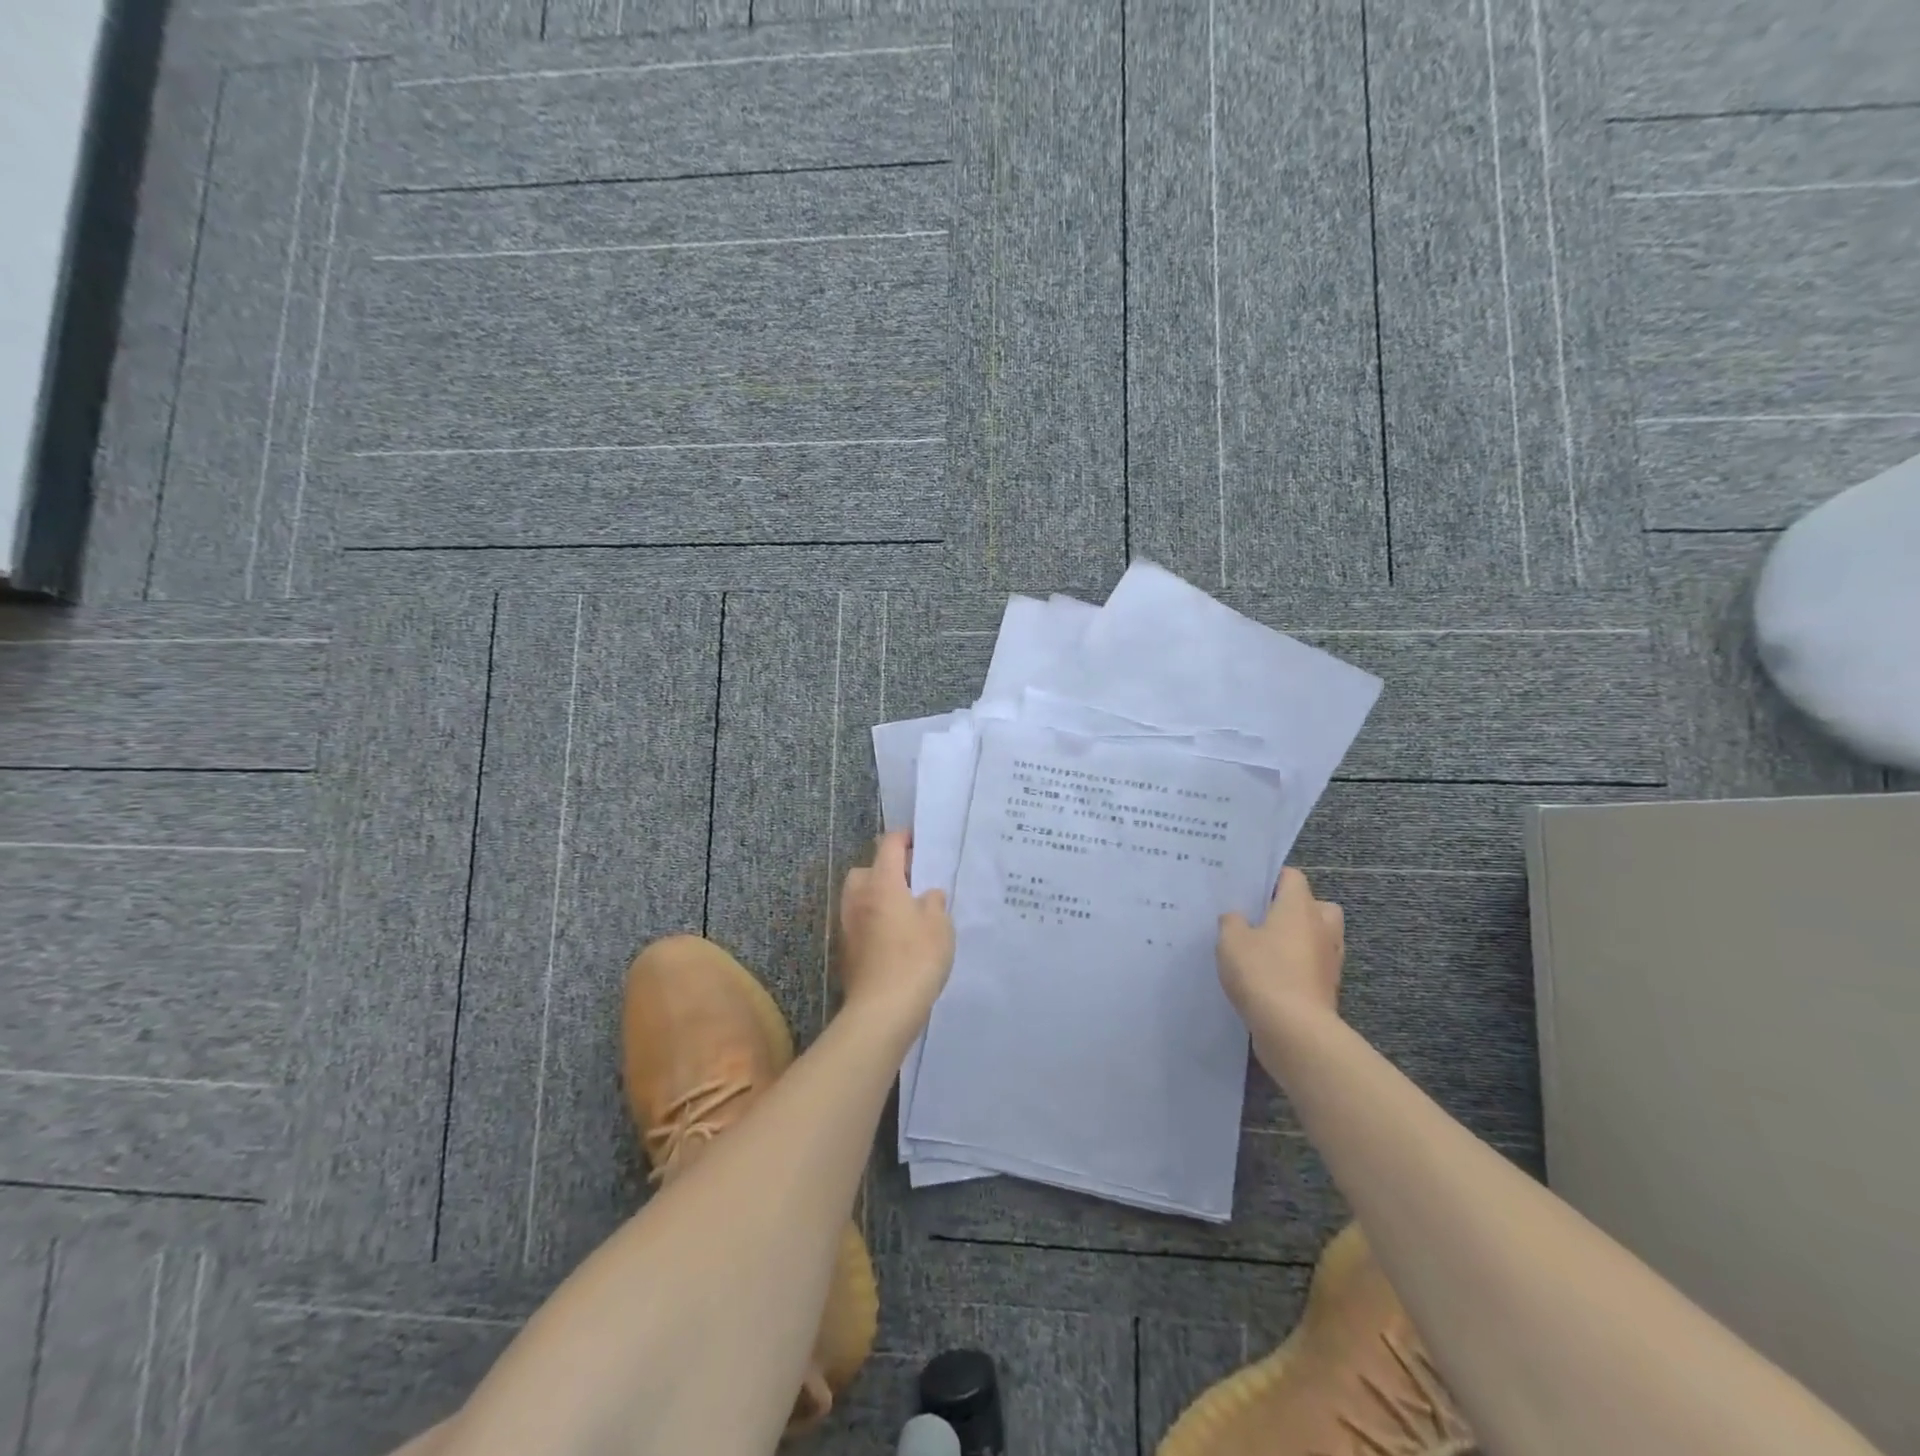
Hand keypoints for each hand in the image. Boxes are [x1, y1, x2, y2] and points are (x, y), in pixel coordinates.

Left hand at [836, 832, 954, 1025]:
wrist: (883, 1009)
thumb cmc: (916, 958)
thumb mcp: (940, 925)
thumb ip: (934, 902)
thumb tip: (927, 895)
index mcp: (882, 883)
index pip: (889, 846)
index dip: (904, 838)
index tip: (918, 841)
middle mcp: (859, 898)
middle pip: (867, 870)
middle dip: (886, 870)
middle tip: (911, 881)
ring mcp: (848, 925)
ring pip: (860, 897)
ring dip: (878, 896)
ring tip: (905, 911)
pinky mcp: (846, 950)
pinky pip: (860, 922)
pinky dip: (874, 921)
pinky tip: (895, 937)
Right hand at [1218, 867, 1345, 1023]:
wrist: (1294, 1029)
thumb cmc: (1262, 972)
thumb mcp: (1230, 941)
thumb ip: (1231, 922)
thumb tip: (1237, 918)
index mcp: (1299, 907)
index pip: (1293, 877)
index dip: (1272, 878)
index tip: (1250, 889)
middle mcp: (1321, 928)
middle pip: (1316, 905)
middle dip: (1296, 909)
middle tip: (1266, 918)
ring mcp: (1329, 959)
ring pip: (1319, 937)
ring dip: (1300, 940)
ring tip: (1267, 950)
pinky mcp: (1328, 988)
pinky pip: (1314, 966)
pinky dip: (1299, 967)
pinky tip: (1272, 977)